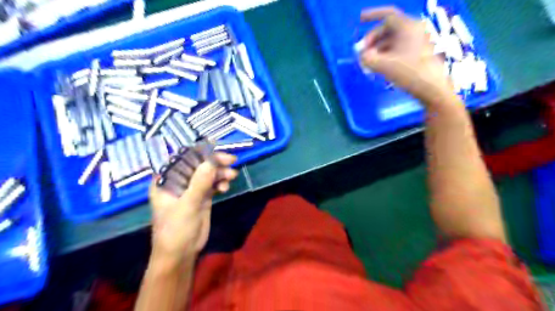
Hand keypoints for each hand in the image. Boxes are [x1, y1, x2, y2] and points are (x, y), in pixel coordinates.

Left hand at [150, 153, 238, 264]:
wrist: (180, 254)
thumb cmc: (176, 230)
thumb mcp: (188, 205)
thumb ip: (199, 183)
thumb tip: (211, 161)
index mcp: (165, 180)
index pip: (181, 159)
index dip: (198, 152)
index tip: (215, 148)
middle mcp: (177, 182)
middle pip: (198, 165)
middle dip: (214, 162)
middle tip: (231, 160)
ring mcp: (190, 189)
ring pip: (207, 174)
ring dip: (220, 173)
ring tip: (232, 176)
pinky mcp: (201, 197)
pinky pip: (212, 184)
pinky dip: (220, 182)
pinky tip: (225, 187)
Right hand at [360, 6, 454, 102]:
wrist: (432, 88)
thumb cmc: (409, 73)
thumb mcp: (384, 66)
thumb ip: (368, 58)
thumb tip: (362, 55)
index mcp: (407, 27)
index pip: (387, 15)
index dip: (372, 15)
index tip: (359, 20)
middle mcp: (414, 31)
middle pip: (388, 29)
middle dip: (372, 40)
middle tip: (362, 53)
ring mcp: (417, 42)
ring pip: (392, 41)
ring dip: (378, 50)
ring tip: (368, 63)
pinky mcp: (418, 53)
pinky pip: (398, 49)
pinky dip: (386, 55)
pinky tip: (380, 66)